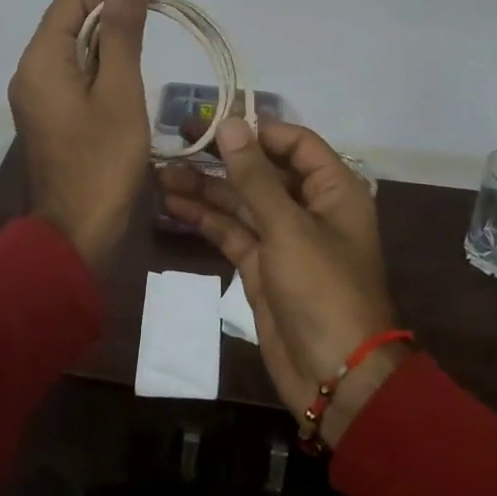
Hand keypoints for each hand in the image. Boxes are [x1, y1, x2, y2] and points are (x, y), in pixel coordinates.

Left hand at [8, 0, 153, 275]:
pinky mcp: (43, 119)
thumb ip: (124, 29)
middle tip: (135, 78)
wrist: (78, 233)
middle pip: (71, 24)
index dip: (111, 6)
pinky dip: (96, 85)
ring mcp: (33, 98)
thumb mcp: (121, 90)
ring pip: (74, 55)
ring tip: (127, 99)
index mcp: (40, 59)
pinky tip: (115, 114)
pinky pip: (70, 82)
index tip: (142, 37)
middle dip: (111, 38)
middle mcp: (27, 72)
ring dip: (107, 64)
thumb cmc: (104, 161)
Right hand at [159, 120, 401, 444]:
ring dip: (205, 188)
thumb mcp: (288, 227)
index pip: (295, 143)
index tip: (214, 121)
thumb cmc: (322, 289)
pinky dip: (205, 219)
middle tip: (176, 140)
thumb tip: (231, 124)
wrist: (335, 375)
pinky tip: (173, 204)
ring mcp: (284, 239)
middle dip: (221, 158)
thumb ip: (255, 176)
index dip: (257, 130)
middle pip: (262, 171)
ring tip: (161, 172)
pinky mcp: (262, 267)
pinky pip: (232, 232)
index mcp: (333, 190)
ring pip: (241, 202)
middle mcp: (309, 208)